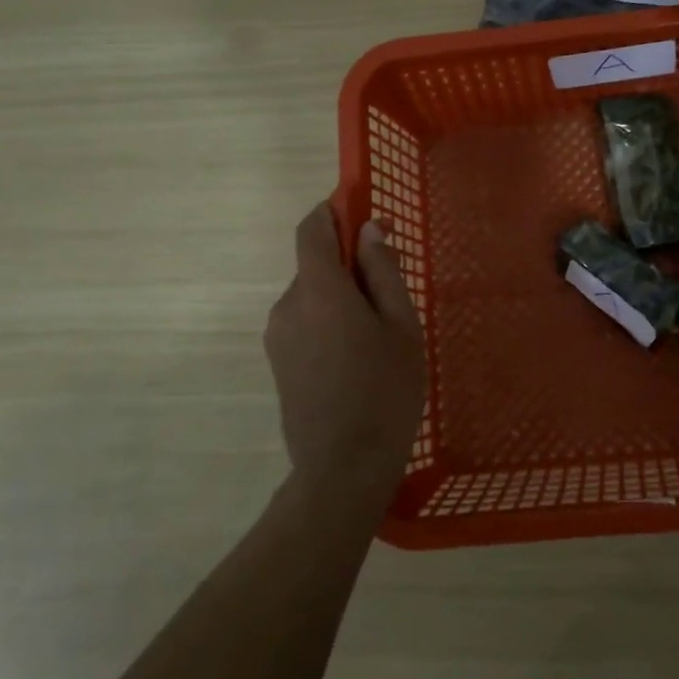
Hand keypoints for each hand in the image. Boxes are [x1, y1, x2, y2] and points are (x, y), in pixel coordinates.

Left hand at [263, 203, 426, 504]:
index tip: (360, 214)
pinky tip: (355, 358)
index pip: (312, 229)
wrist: (343, 466)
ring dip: (339, 298)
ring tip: (376, 337)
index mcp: (320, 290)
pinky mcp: (276, 361)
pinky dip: (327, 322)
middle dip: (347, 265)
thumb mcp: (401, 325)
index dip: (332, 213)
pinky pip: (303, 322)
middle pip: (314, 265)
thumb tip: (369, 229)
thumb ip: (382, 272)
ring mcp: (277, 335)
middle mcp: (288, 304)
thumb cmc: (386, 390)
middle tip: (389, 295)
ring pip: (311, 296)